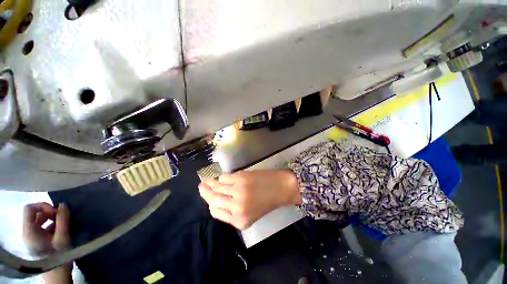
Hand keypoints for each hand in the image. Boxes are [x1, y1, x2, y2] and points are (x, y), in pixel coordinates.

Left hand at [23, 202, 72, 283]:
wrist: (56, 275)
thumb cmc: (58, 255)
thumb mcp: (62, 238)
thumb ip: (63, 220)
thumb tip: (63, 205)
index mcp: (29, 231)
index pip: (29, 208)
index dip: (43, 206)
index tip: (56, 212)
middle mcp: (27, 232)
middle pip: (35, 214)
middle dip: (50, 213)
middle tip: (62, 218)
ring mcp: (31, 237)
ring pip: (40, 220)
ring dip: (52, 219)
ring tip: (63, 225)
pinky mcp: (37, 241)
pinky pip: (42, 227)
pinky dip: (52, 225)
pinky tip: (61, 231)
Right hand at [198, 170, 301, 229]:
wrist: (281, 188)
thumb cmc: (267, 201)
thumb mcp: (250, 214)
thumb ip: (233, 211)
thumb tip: (217, 200)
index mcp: (239, 221)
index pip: (216, 212)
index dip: (211, 205)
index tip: (209, 199)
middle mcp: (236, 207)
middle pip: (213, 199)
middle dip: (205, 192)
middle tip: (200, 186)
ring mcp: (238, 191)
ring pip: (217, 187)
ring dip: (210, 183)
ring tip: (206, 180)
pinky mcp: (240, 178)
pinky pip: (224, 177)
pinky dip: (221, 177)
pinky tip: (220, 176)